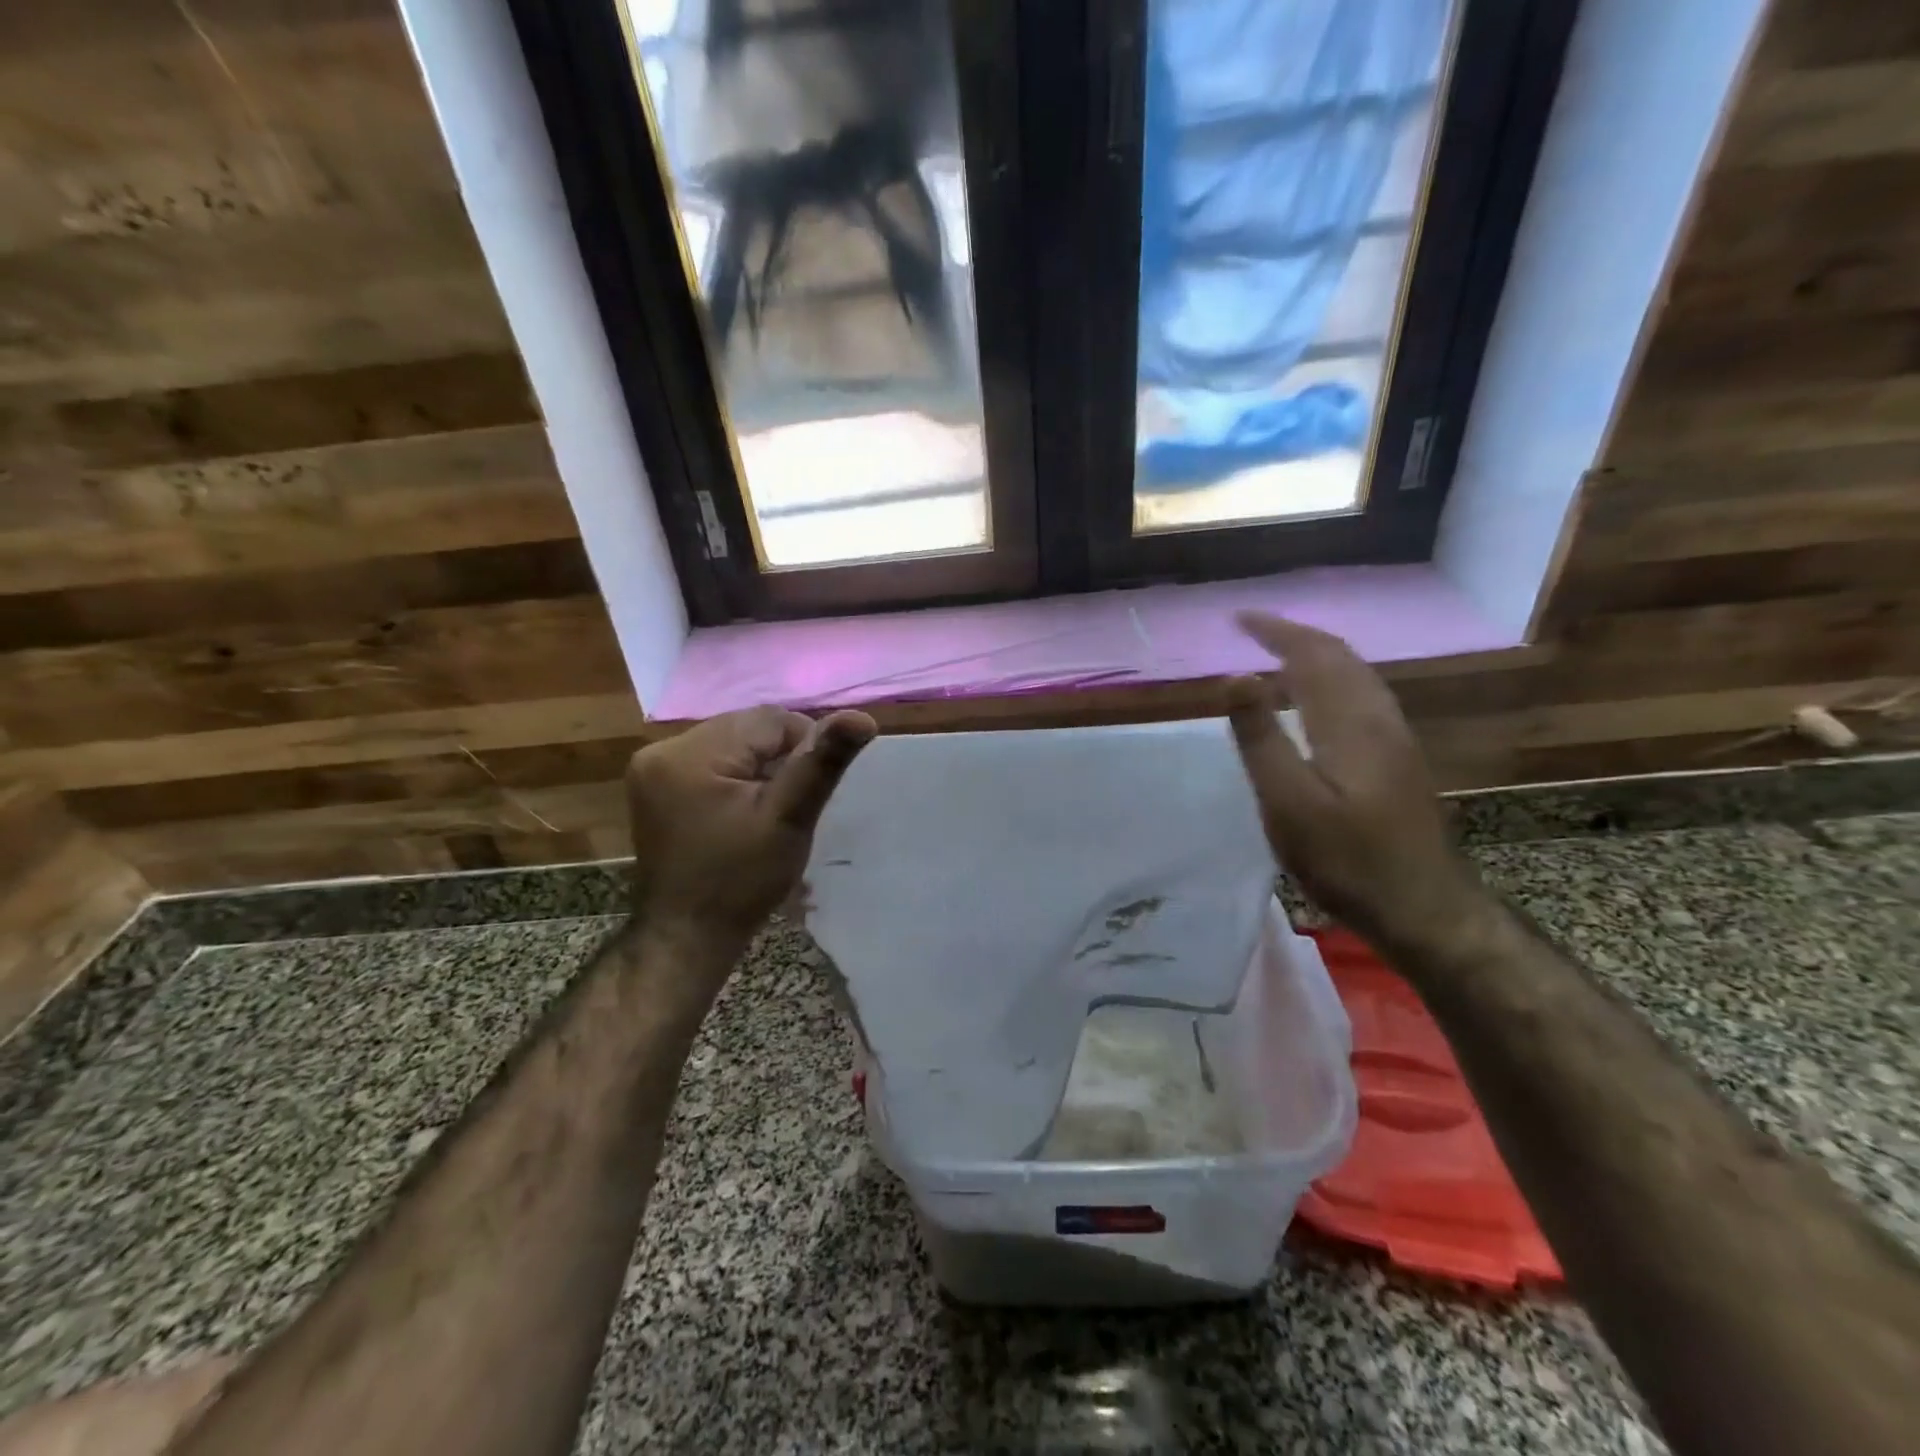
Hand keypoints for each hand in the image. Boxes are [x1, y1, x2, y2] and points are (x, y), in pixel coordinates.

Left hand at [625, 707, 876, 947]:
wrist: (687, 937)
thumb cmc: (741, 881)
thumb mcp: (789, 819)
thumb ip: (821, 763)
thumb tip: (862, 717)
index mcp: (690, 753)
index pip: (769, 720)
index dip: (802, 748)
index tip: (807, 792)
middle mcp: (662, 749)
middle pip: (746, 729)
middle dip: (777, 759)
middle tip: (789, 804)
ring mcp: (651, 768)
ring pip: (730, 744)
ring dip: (757, 767)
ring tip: (766, 811)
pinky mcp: (652, 787)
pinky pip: (709, 762)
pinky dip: (734, 777)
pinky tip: (741, 812)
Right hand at [1225, 613, 1487, 957]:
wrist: (1424, 908)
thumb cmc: (1347, 859)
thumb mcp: (1289, 803)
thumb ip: (1261, 738)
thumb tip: (1236, 677)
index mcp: (1350, 722)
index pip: (1312, 656)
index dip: (1276, 631)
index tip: (1240, 618)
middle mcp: (1379, 719)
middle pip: (1341, 658)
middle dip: (1297, 636)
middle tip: (1255, 631)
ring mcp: (1395, 740)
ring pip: (1356, 677)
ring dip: (1316, 656)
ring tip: (1278, 657)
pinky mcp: (1398, 761)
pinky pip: (1361, 698)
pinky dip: (1331, 681)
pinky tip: (1316, 704)